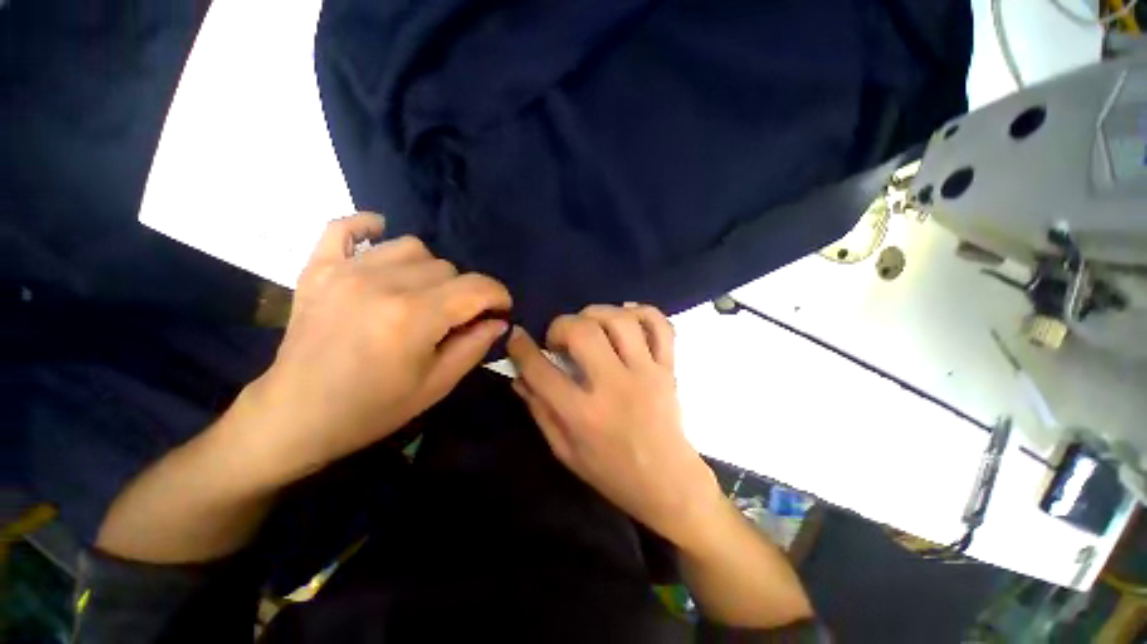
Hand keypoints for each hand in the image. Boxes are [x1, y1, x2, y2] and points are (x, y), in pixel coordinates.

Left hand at [243, 213, 511, 483]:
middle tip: (455, 317)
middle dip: (463, 292)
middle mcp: (383, 283)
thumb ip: (474, 346)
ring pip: (412, 247)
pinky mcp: (318, 268)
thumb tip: (499, 321)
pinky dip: (368, 228)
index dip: (498, 295)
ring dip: (428, 270)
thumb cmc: (373, 408)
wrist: (296, 416)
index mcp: (414, 317)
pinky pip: (345, 227)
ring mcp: (345, 270)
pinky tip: (381, 243)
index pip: (476, 287)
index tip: (501, 309)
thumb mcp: (437, 385)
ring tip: (421, 294)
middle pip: (448, 268)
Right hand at [507, 304, 721, 548]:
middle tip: (559, 338)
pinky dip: (643, 312)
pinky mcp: (668, 369)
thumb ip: (540, 411)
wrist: (668, 483)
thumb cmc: (612, 472)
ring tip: (589, 326)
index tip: (517, 336)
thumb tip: (519, 377)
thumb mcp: (565, 452)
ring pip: (621, 321)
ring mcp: (647, 373)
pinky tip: (626, 316)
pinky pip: (661, 326)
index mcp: (584, 415)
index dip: (521, 348)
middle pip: (583, 332)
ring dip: (597, 314)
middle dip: (561, 325)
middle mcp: (615, 386)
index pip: (541, 371)